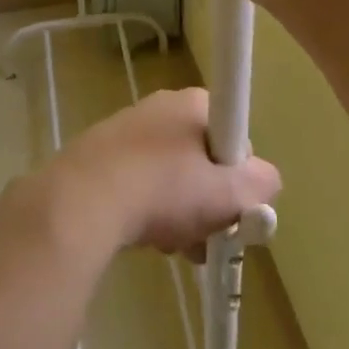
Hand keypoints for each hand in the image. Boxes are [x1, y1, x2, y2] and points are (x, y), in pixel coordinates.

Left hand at [41, 89, 280, 255]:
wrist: (81, 201)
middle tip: (207, 234)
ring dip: (179, 214)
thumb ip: (260, 185)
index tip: (233, 205)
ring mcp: (125, 131)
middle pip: (201, 158)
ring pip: (170, 177)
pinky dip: (147, 212)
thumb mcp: (228, 192)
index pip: (234, 134)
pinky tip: (145, 239)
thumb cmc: (163, 188)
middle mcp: (159, 107)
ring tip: (174, 245)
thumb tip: (267, 182)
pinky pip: (138, 185)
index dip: (239, 173)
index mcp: (192, 103)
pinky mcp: (97, 157)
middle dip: (208, 201)